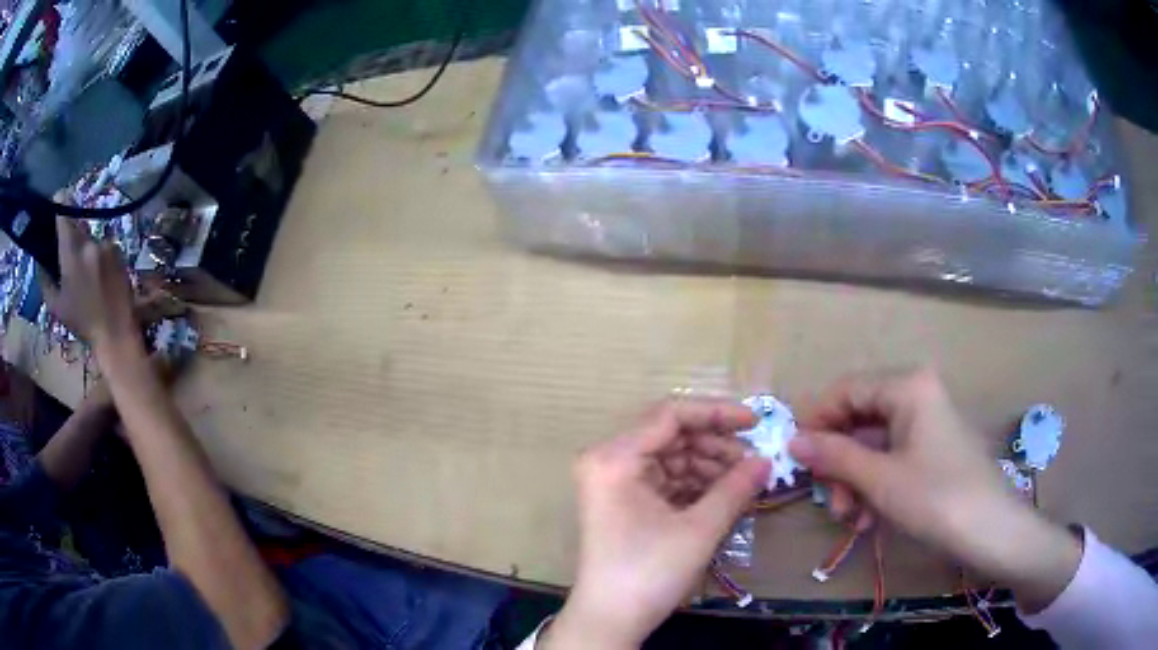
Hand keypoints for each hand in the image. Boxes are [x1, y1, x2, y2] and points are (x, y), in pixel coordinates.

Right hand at [42, 217, 138, 348]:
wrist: (115, 333)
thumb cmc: (82, 323)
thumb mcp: (57, 306)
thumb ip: (45, 281)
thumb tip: (40, 261)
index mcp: (72, 253)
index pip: (64, 214)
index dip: (59, 204)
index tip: (55, 203)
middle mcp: (89, 242)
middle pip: (77, 224)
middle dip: (70, 232)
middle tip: (66, 247)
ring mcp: (106, 244)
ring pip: (90, 237)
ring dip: (85, 248)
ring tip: (85, 272)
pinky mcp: (119, 250)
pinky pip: (103, 245)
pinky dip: (98, 255)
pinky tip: (99, 275)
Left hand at [542, 398, 770, 649]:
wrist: (609, 621)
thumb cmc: (649, 573)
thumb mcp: (699, 529)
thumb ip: (735, 488)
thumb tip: (767, 459)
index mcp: (615, 458)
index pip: (671, 415)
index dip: (717, 413)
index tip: (756, 421)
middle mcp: (609, 461)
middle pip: (671, 435)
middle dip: (715, 446)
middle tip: (753, 461)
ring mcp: (614, 483)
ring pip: (671, 458)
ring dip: (708, 466)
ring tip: (743, 481)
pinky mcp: (624, 503)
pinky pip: (665, 480)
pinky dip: (694, 485)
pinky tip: (723, 494)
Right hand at [789, 368, 1080, 611]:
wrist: (991, 529)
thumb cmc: (937, 497)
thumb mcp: (880, 480)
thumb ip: (834, 456)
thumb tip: (792, 440)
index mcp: (907, 385)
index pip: (846, 390)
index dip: (816, 421)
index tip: (795, 458)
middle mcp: (917, 393)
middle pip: (860, 419)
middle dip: (840, 464)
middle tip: (831, 503)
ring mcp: (927, 421)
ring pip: (874, 444)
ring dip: (855, 482)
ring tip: (852, 520)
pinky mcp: (933, 447)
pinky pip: (892, 458)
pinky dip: (876, 486)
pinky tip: (871, 520)